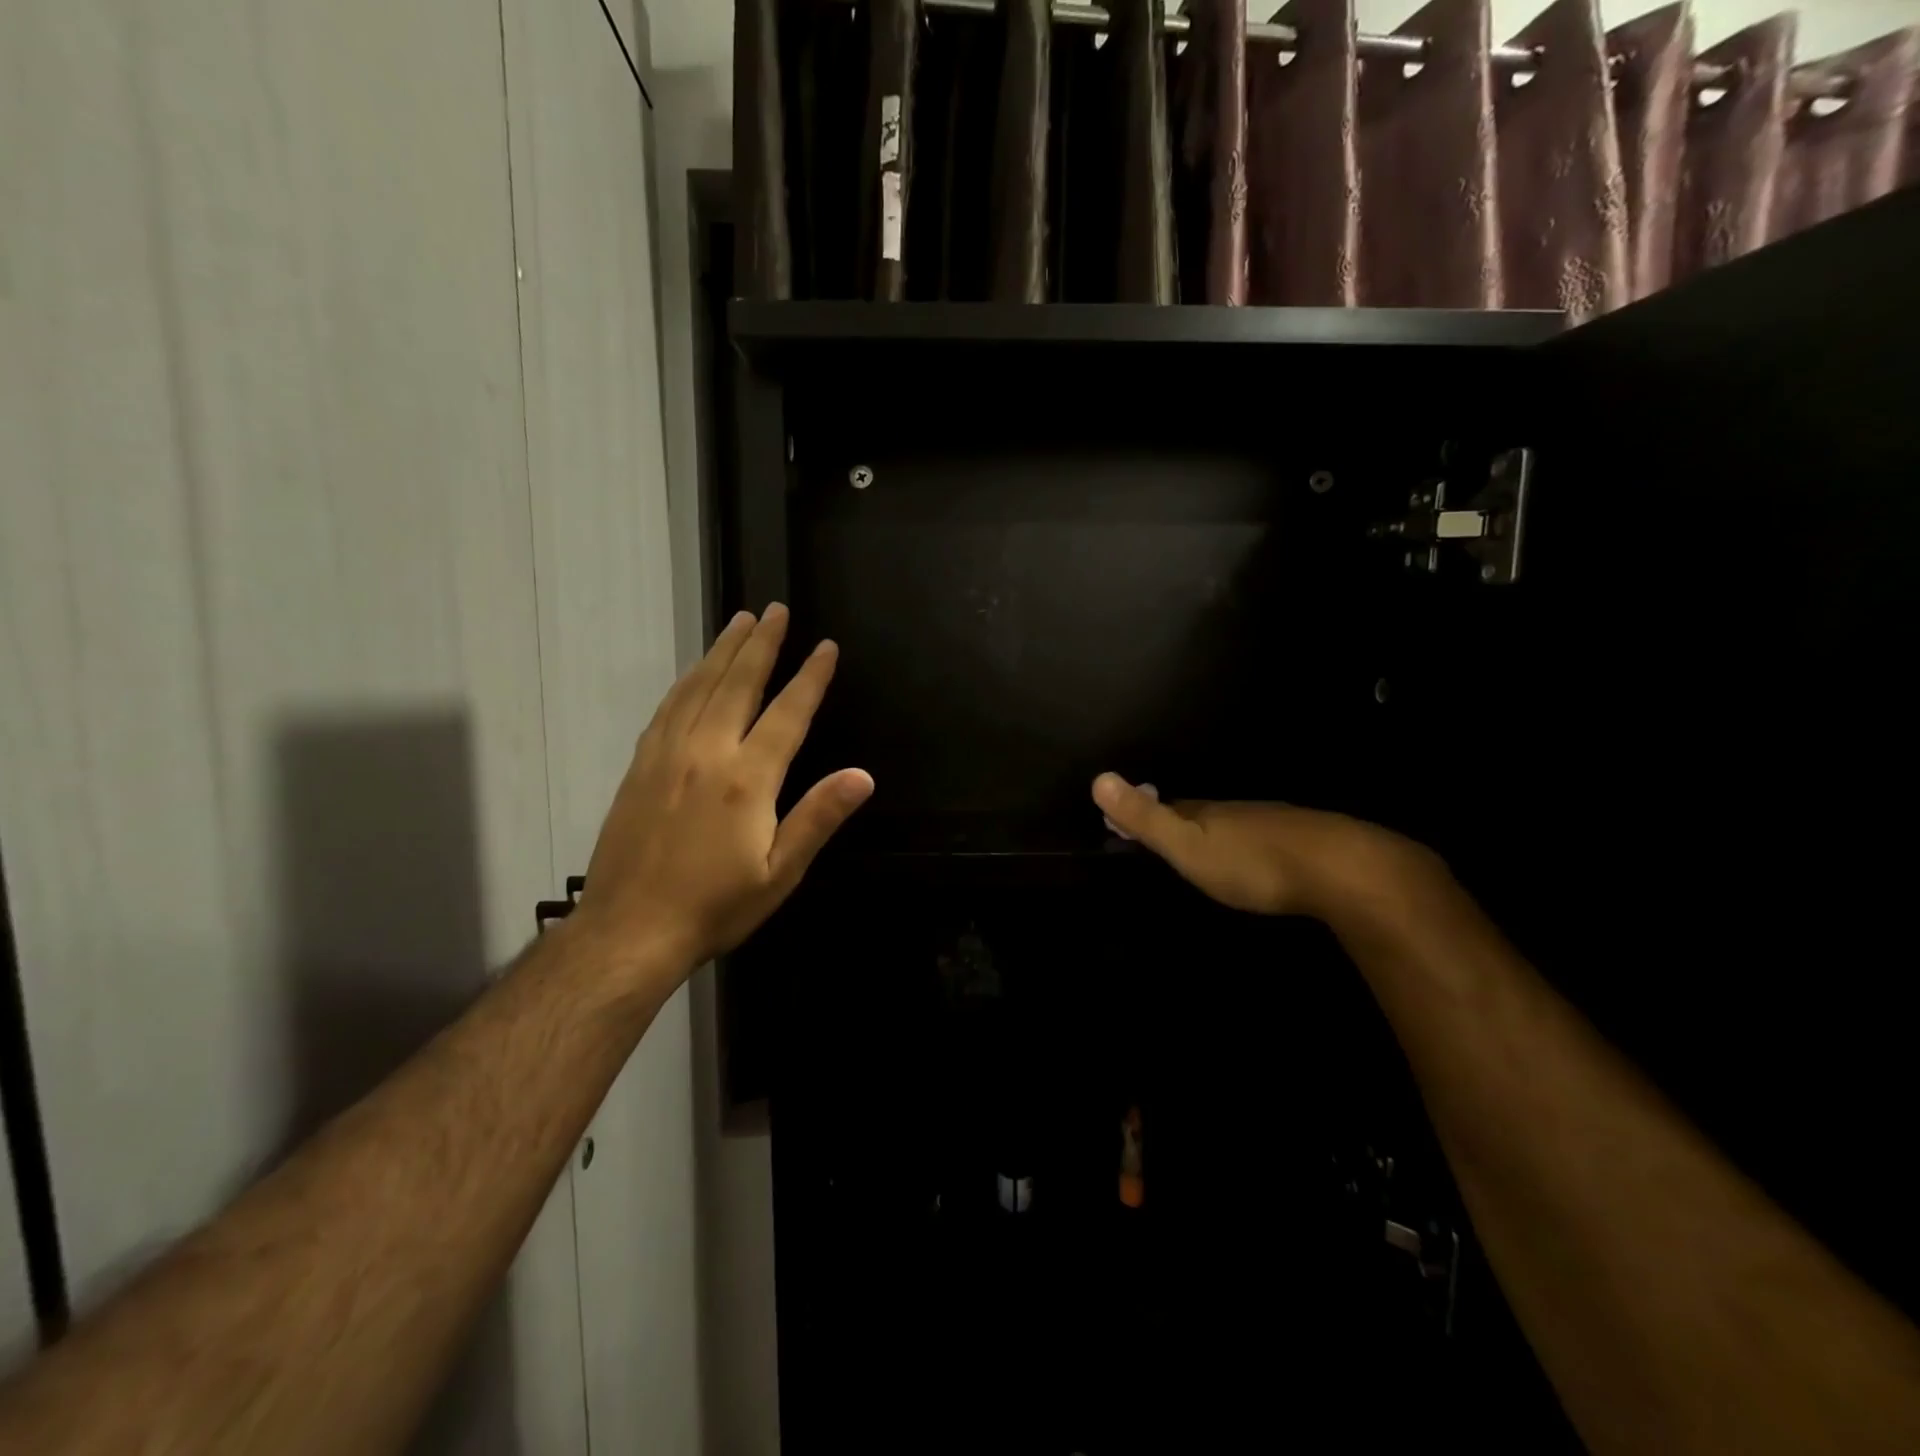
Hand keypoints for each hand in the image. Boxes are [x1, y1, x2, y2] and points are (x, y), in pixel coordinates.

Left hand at [577, 605, 872, 973]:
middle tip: (776, 610)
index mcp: (747, 780)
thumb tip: (862, 776)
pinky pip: (668, 708)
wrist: (629, 931)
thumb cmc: (715, 906)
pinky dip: (687, 680)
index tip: (825, 647)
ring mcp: (667, 755)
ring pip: (699, 687)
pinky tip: (695, 672)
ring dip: (723, 651)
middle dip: (762, 644)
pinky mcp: (640, 765)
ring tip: (740, 622)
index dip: (810, 677)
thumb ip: (819, 817)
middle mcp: (706, 753)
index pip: (787, 713)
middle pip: (738, 683)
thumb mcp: (780, 873)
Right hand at [1090, 773, 1444, 920]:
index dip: (1147, 811)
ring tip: (1209, 849)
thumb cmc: (1253, 862)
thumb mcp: (1188, 846)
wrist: (1341, 869)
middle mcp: (1239, 811)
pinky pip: (1268, 839)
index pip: (1169, 806)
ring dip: (1220, 834)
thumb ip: (1146, 818)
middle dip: (1183, 820)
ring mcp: (1276, 823)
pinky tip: (1259, 861)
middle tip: (1166, 835)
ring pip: (1238, 825)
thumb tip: (1098, 777)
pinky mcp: (1307, 842)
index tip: (1129, 820)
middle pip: (1202, 813)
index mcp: (1207, 812)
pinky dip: (1253, 845)